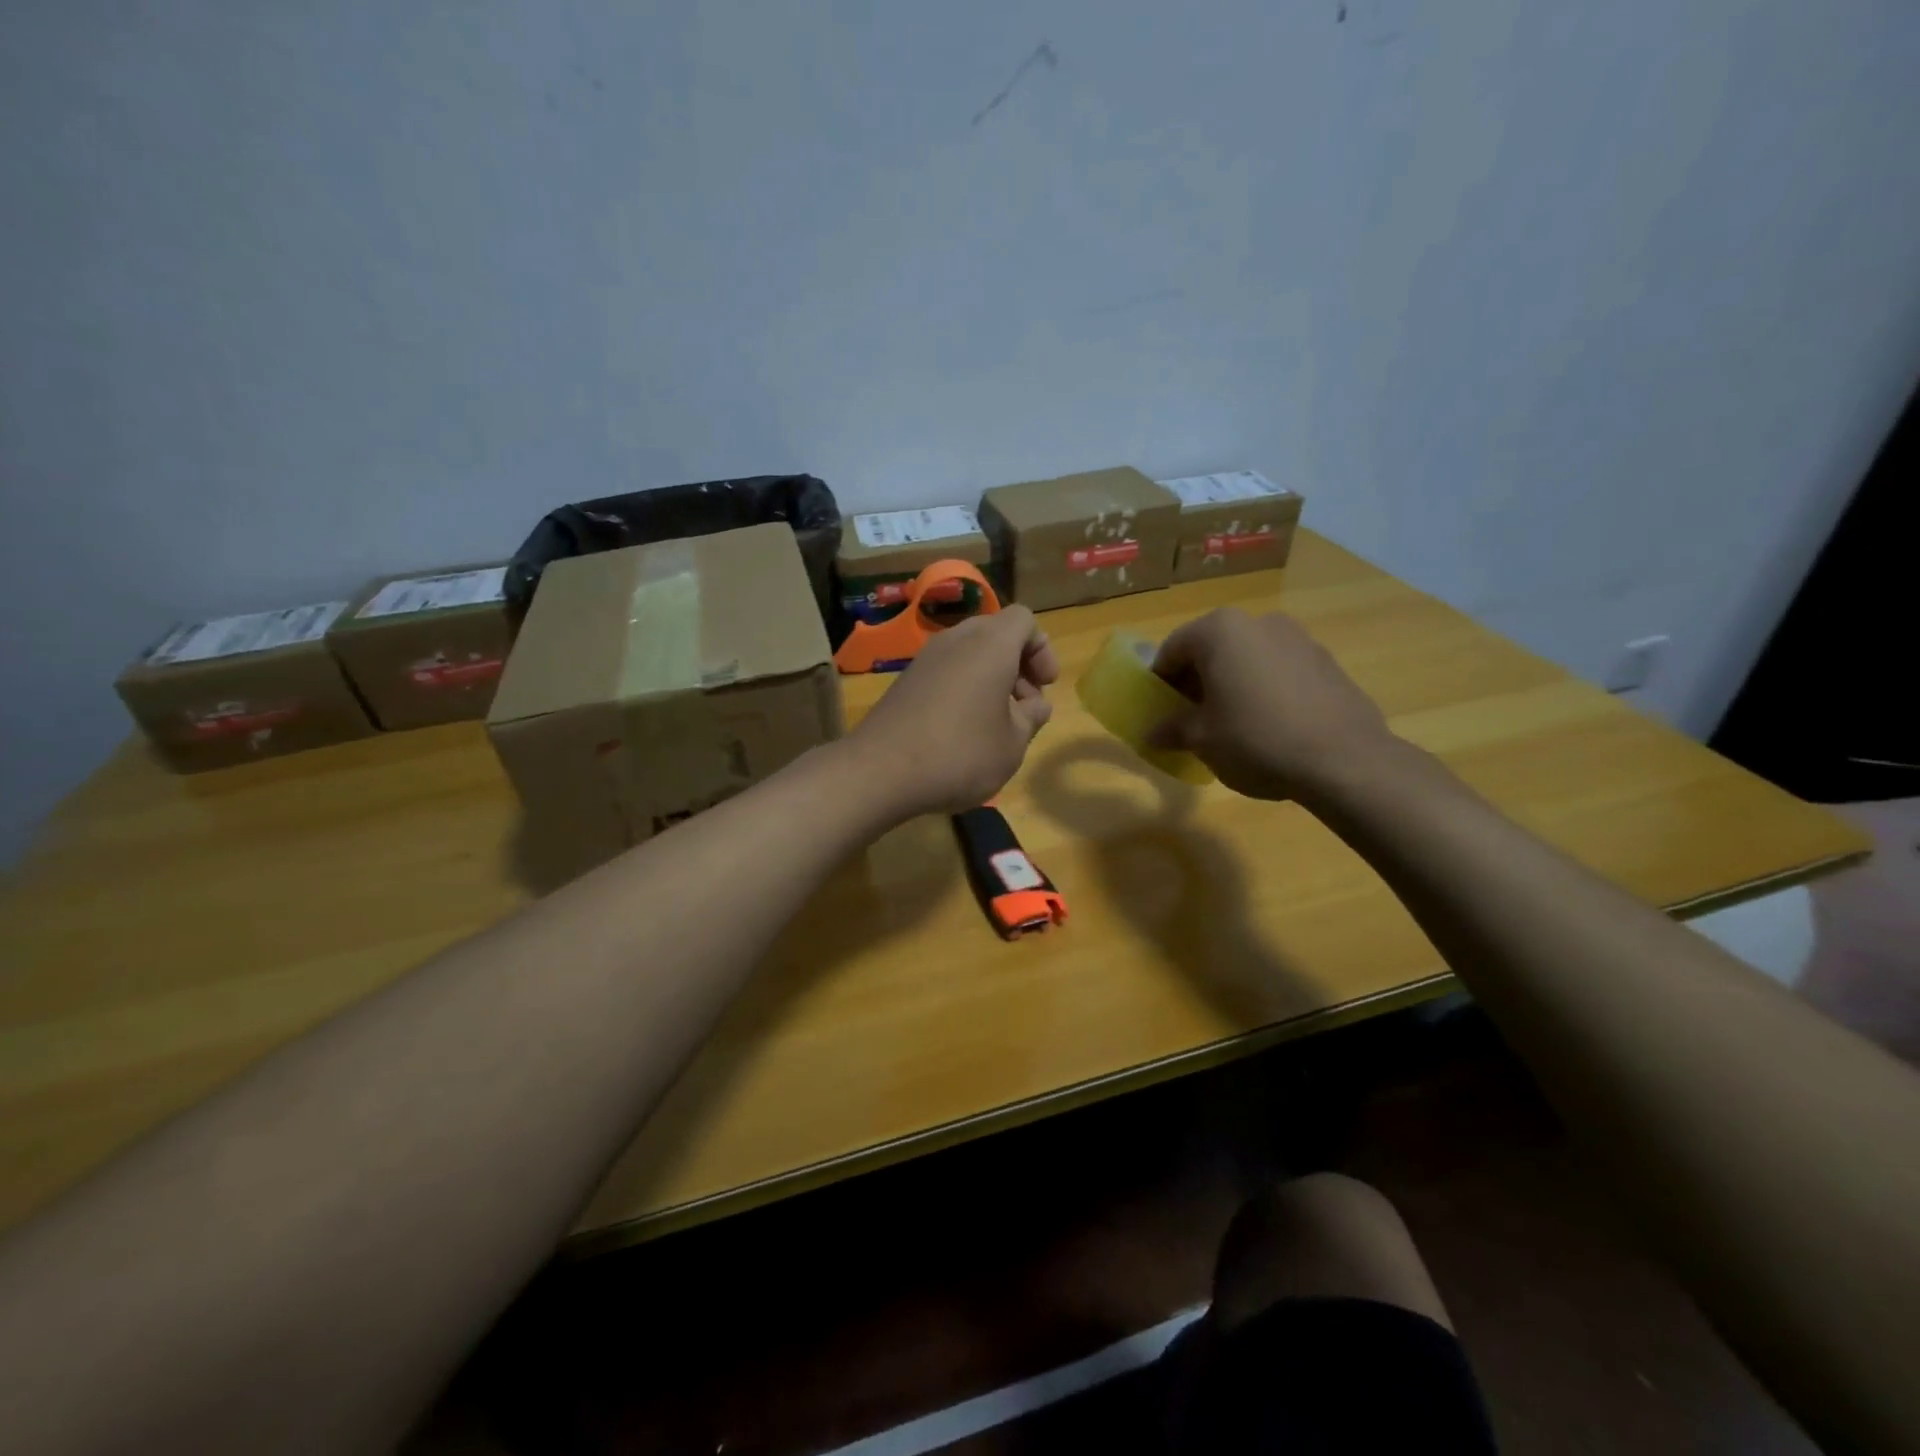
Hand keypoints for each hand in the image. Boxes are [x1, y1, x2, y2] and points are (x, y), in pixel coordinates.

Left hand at [849, 605, 1060, 817]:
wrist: (880, 771)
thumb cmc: (961, 753)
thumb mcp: (1013, 743)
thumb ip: (1031, 717)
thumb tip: (1034, 705)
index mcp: (990, 644)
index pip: (1024, 620)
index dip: (1042, 650)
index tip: (1045, 686)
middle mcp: (956, 639)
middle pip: (996, 633)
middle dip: (1018, 665)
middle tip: (1025, 707)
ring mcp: (925, 658)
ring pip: (970, 653)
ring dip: (990, 679)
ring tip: (997, 724)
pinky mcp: (905, 681)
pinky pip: (946, 671)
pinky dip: (963, 688)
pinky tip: (963, 730)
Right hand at [1147, 608, 1398, 801]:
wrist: (1343, 760)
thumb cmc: (1256, 740)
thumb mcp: (1202, 739)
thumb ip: (1173, 729)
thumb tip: (1153, 734)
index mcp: (1220, 631)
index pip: (1173, 650)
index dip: (1159, 681)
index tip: (1159, 710)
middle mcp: (1259, 622)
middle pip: (1212, 649)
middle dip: (1196, 681)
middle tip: (1191, 718)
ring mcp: (1298, 638)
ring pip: (1247, 658)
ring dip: (1231, 684)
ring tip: (1231, 724)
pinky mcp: (1326, 661)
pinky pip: (1279, 670)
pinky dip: (1264, 689)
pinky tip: (1268, 726)